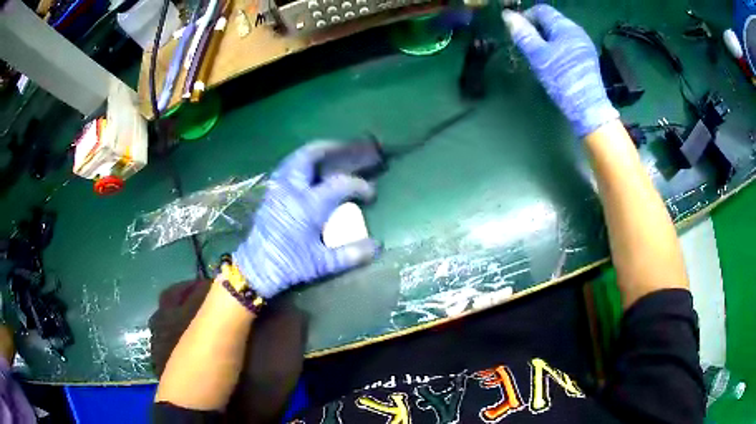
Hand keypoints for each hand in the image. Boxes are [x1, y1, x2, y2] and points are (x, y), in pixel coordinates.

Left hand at [233, 142, 380, 297]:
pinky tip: (308, 172)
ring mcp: (278, 190)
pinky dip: (300, 163)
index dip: (359, 185)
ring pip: (294, 159)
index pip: (340, 184)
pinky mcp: (270, 195)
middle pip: (309, 156)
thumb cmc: (289, 265)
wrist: (255, 270)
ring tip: (328, 155)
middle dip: (329, 148)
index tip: (370, 193)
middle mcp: (292, 190)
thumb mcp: (321, 264)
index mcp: (308, 205)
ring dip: (313, 154)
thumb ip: (350, 254)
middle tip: (346, 148)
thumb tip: (376, 246)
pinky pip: (286, 168)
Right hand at [502, 5, 618, 137]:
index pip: (541, 10)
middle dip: (536, 30)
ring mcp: (584, 45)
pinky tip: (554, 64)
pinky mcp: (587, 58)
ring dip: (546, 40)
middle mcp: (577, 31)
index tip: (517, 33)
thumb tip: (507, 15)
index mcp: (565, 26)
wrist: (587, 108)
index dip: (526, 17)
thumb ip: (522, 33)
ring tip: (539, 57)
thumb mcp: (538, 55)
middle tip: (527, 47)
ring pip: (559, 34)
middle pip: (551, 21)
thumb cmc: (561, 79)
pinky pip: (567, 45)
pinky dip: (557, 48)